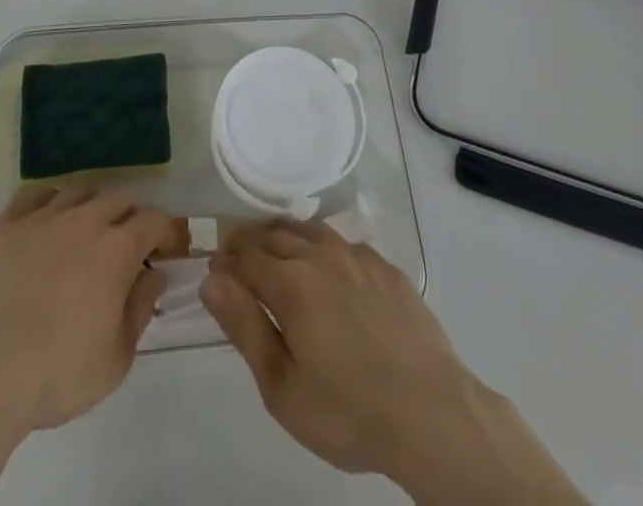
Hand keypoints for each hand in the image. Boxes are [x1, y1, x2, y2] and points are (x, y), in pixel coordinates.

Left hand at [0, 183, 173, 433]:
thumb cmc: (56, 374)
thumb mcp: (115, 359)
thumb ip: (140, 309)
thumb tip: (154, 275)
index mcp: (116, 249)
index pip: (155, 221)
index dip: (167, 232)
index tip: (168, 251)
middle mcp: (84, 220)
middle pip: (119, 198)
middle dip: (132, 217)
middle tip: (129, 248)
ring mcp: (43, 218)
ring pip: (79, 190)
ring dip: (92, 206)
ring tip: (87, 233)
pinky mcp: (7, 225)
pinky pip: (35, 195)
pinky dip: (49, 201)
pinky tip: (48, 222)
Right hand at [199, 221, 583, 505]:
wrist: (431, 412)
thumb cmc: (348, 410)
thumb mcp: (282, 386)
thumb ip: (244, 326)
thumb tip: (212, 280)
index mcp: (291, 282)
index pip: (244, 257)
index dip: (225, 262)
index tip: (213, 271)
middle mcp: (321, 255)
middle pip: (274, 234)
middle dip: (249, 242)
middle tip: (236, 256)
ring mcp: (358, 256)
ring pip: (310, 230)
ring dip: (285, 235)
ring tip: (274, 250)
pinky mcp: (387, 268)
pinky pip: (345, 243)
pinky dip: (323, 246)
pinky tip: (327, 267)